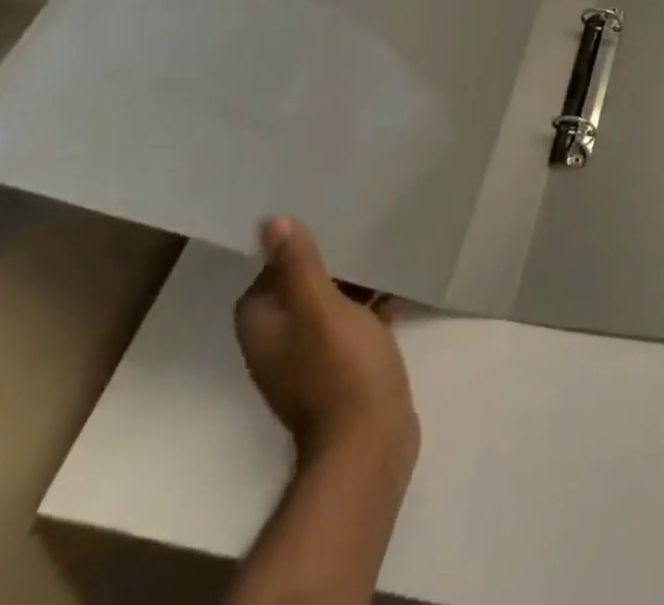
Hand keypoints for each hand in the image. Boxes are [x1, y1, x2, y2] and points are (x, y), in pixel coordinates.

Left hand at [234, 216, 419, 469]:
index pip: (265, 279)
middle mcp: (280, 346)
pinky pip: (352, 325)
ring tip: (383, 250)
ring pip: (328, 307)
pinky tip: (398, 289)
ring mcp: (312, 361)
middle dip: (327, 262)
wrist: (369, 439)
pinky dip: (369, 307)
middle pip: (298, 292)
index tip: (324, 223)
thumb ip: (299, 265)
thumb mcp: (321, 308)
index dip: (289, 252)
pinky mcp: (344, 369)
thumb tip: (271, 222)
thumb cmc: (340, 368)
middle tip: (359, 229)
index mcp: (265, 330)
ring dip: (351, 283)